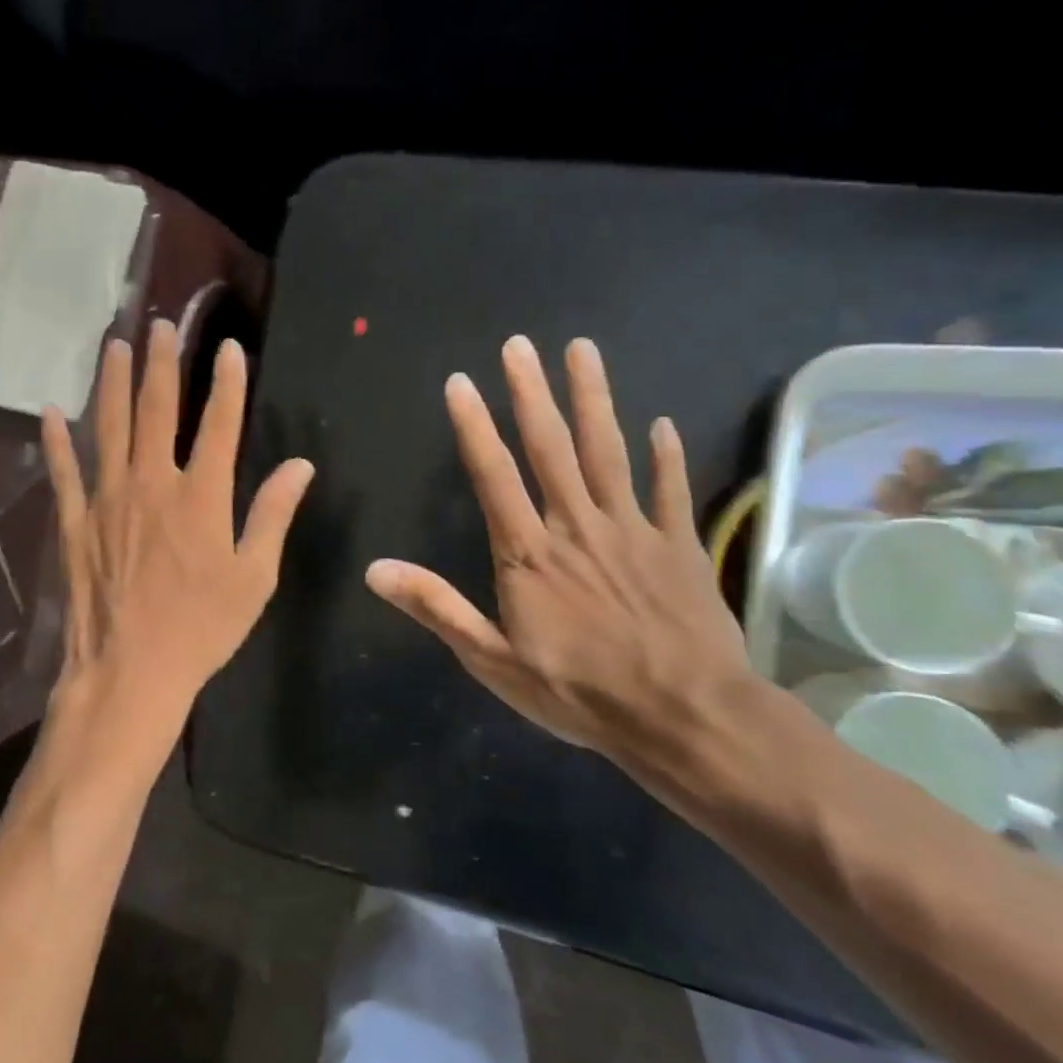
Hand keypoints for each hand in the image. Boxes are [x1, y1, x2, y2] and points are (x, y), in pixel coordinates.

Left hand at [39, 320, 314, 787]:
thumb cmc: (201, 629)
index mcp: (202, 497)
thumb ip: (272, 514)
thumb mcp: (254, 578)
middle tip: (160, 324)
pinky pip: (64, 471)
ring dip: (113, 382)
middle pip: (158, 410)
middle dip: (163, 364)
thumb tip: (300, 465)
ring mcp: (108, 499)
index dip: (228, 382)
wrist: (130, 672)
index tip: (228, 347)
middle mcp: (153, 483)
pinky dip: (55, 440)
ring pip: (110, 426)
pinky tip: (50, 410)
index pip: (221, 424)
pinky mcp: (74, 521)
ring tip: (114, 343)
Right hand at [365, 337, 751, 783]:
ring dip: (593, 399)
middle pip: (551, 448)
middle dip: (531, 393)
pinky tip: (660, 425)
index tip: (461, 381)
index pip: (494, 476)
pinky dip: (665, 456)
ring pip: (608, 453)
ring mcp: (633, 532)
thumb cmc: (580, 693)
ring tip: (582, 351)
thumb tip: (375, 569)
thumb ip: (437, 607)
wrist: (686, 718)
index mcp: (529, 553)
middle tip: (519, 344)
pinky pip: (669, 491)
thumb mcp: (492, 660)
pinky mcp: (679, 547)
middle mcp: (577, 527)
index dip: (474, 426)